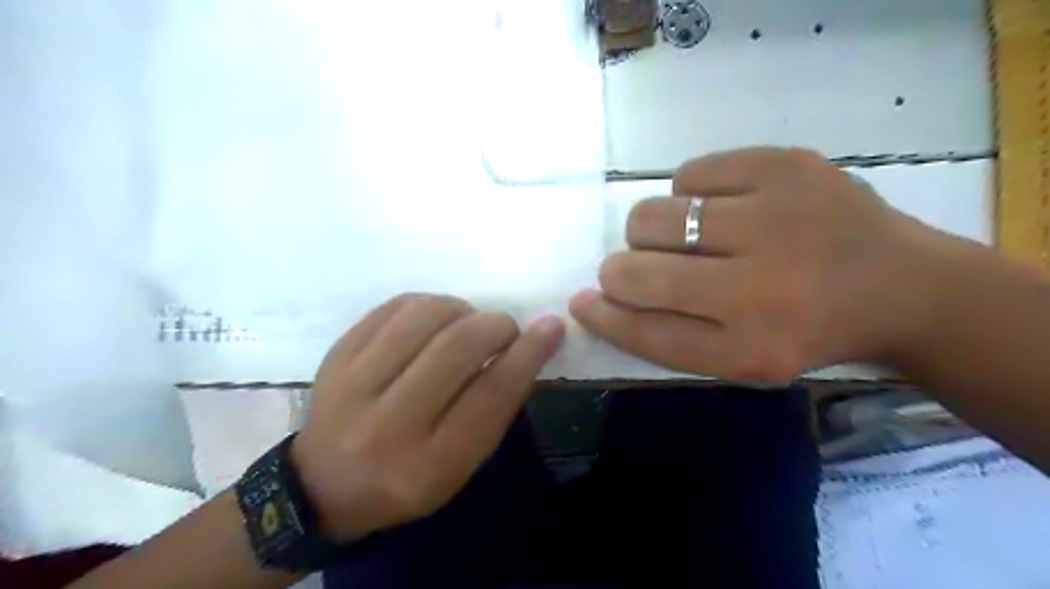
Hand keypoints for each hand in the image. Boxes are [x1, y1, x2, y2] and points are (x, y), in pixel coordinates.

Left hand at [286, 295, 565, 543]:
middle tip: (505, 328)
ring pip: (424, 317)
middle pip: (457, 349)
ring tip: (468, 321)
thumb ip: (493, 409)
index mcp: (429, 465)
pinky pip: (393, 307)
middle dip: (495, 326)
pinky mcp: (336, 355)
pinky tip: (436, 318)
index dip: (527, 354)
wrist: (323, 484)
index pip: (490, 396)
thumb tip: (526, 346)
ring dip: (462, 309)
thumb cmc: (406, 480)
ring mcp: (353, 386)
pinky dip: (428, 303)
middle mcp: (388, 426)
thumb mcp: (460, 465)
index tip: (550, 327)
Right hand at [572, 148, 948, 381]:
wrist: (902, 286)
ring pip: (651, 216)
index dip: (603, 315)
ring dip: (652, 232)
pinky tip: (722, 208)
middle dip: (623, 271)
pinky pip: (689, 173)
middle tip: (652, 268)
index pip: (642, 330)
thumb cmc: (803, 330)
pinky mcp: (787, 165)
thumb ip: (662, 335)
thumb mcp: (738, 359)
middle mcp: (762, 286)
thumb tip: (592, 298)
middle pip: (634, 268)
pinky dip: (689, 193)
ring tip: (691, 237)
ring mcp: (777, 216)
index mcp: (751, 347)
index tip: (585, 302)